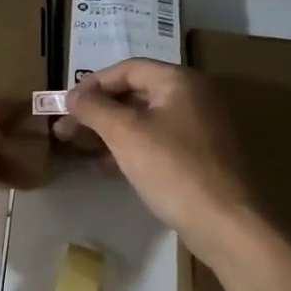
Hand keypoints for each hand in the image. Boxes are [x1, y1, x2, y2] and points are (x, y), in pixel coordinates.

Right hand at [53, 59, 261, 261]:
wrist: (225, 222)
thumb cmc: (173, 169)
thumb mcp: (125, 134)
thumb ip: (94, 108)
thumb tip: (72, 95)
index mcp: (179, 81)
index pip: (127, 69)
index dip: (92, 84)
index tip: (65, 105)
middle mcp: (193, 97)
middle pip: (135, 93)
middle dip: (97, 111)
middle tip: (65, 130)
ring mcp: (199, 128)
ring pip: (144, 120)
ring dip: (109, 131)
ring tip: (78, 149)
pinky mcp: (199, 156)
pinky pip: (157, 142)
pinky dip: (130, 148)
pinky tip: (108, 167)